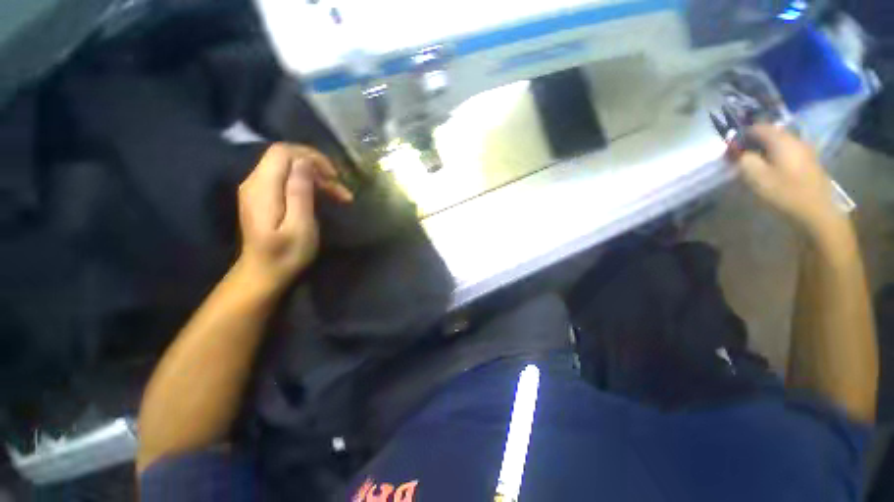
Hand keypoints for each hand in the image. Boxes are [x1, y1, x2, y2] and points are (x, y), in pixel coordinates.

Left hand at [235, 143, 351, 291]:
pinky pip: (286, 178)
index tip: (334, 176)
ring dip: (317, 178)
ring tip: (339, 196)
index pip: (283, 152)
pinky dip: (308, 184)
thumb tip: (304, 162)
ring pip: (289, 167)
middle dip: (318, 168)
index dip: (311, 157)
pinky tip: (323, 197)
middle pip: (287, 158)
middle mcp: (254, 181)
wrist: (263, 273)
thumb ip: (299, 192)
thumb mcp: (299, 226)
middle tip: (341, 191)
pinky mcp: (263, 196)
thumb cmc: (285, 255)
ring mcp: (257, 188)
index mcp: (263, 187)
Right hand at [736, 125, 846, 238]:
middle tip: (740, 157)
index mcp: (781, 140)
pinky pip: (787, 152)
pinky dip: (775, 156)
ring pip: (779, 143)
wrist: (816, 211)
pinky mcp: (809, 161)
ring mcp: (805, 150)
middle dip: (753, 142)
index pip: (757, 127)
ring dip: (764, 150)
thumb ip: (744, 160)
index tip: (730, 148)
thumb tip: (738, 152)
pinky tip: (770, 169)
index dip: (741, 135)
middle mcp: (795, 139)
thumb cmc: (784, 192)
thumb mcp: (756, 177)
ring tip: (754, 164)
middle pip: (770, 134)